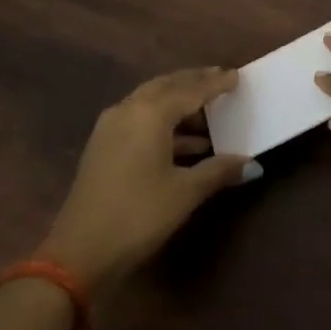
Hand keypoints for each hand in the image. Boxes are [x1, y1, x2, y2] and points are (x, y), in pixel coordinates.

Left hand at [40, 66, 258, 293]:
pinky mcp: (103, 145)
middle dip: (195, 82)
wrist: (78, 253)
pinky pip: (139, 117)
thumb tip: (253, 164)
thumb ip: (219, 171)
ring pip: (151, 100)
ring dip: (178, 102)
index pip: (191, 89)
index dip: (216, 83)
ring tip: (208, 111)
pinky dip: (163, 120)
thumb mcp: (184, 193)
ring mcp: (111, 126)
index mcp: (151, 113)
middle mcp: (129, 109)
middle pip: (168, 85)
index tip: (237, 76)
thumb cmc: (138, 216)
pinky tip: (185, 141)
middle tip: (220, 79)